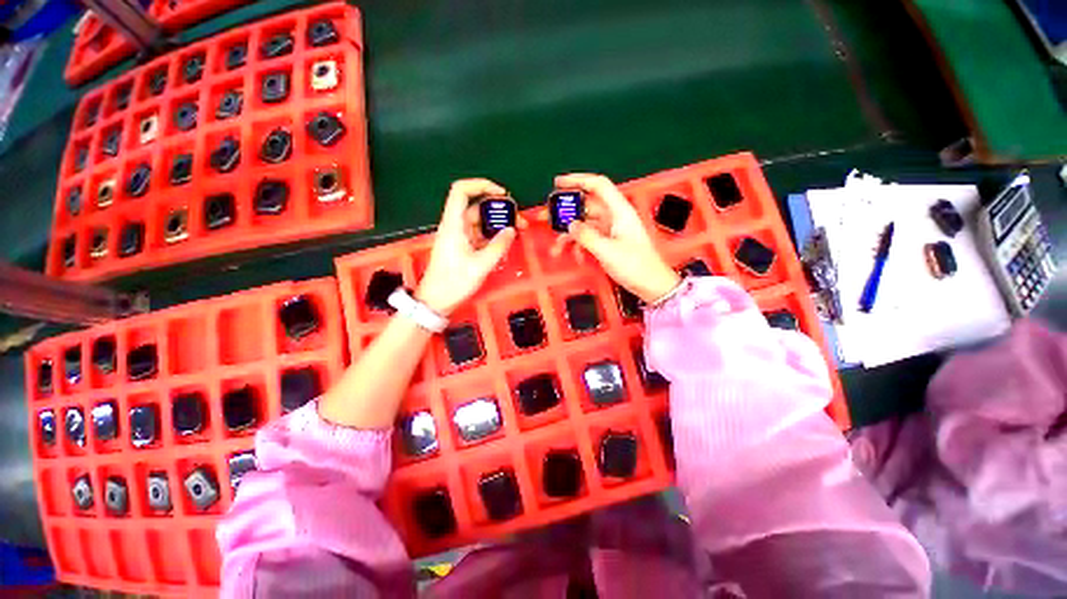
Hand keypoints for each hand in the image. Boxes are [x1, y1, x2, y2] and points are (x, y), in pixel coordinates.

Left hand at [416, 179, 520, 315]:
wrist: (437, 300)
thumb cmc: (454, 281)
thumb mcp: (480, 265)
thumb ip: (498, 246)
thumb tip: (512, 230)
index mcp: (454, 224)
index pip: (461, 191)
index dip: (481, 185)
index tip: (502, 194)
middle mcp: (456, 225)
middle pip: (477, 207)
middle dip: (499, 210)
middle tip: (519, 220)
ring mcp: (459, 236)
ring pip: (481, 222)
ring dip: (499, 224)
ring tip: (518, 231)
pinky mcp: (463, 246)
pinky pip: (480, 234)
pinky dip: (493, 235)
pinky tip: (506, 242)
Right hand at [553, 174, 679, 303]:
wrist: (652, 285)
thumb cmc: (635, 266)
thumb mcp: (607, 251)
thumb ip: (586, 236)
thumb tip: (570, 225)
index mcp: (619, 211)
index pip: (598, 185)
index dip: (578, 180)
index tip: (557, 183)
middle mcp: (614, 217)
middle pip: (587, 207)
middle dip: (566, 213)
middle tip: (547, 219)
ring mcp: (611, 230)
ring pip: (585, 225)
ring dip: (570, 235)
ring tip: (556, 248)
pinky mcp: (609, 242)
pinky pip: (590, 238)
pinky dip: (580, 245)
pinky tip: (575, 256)